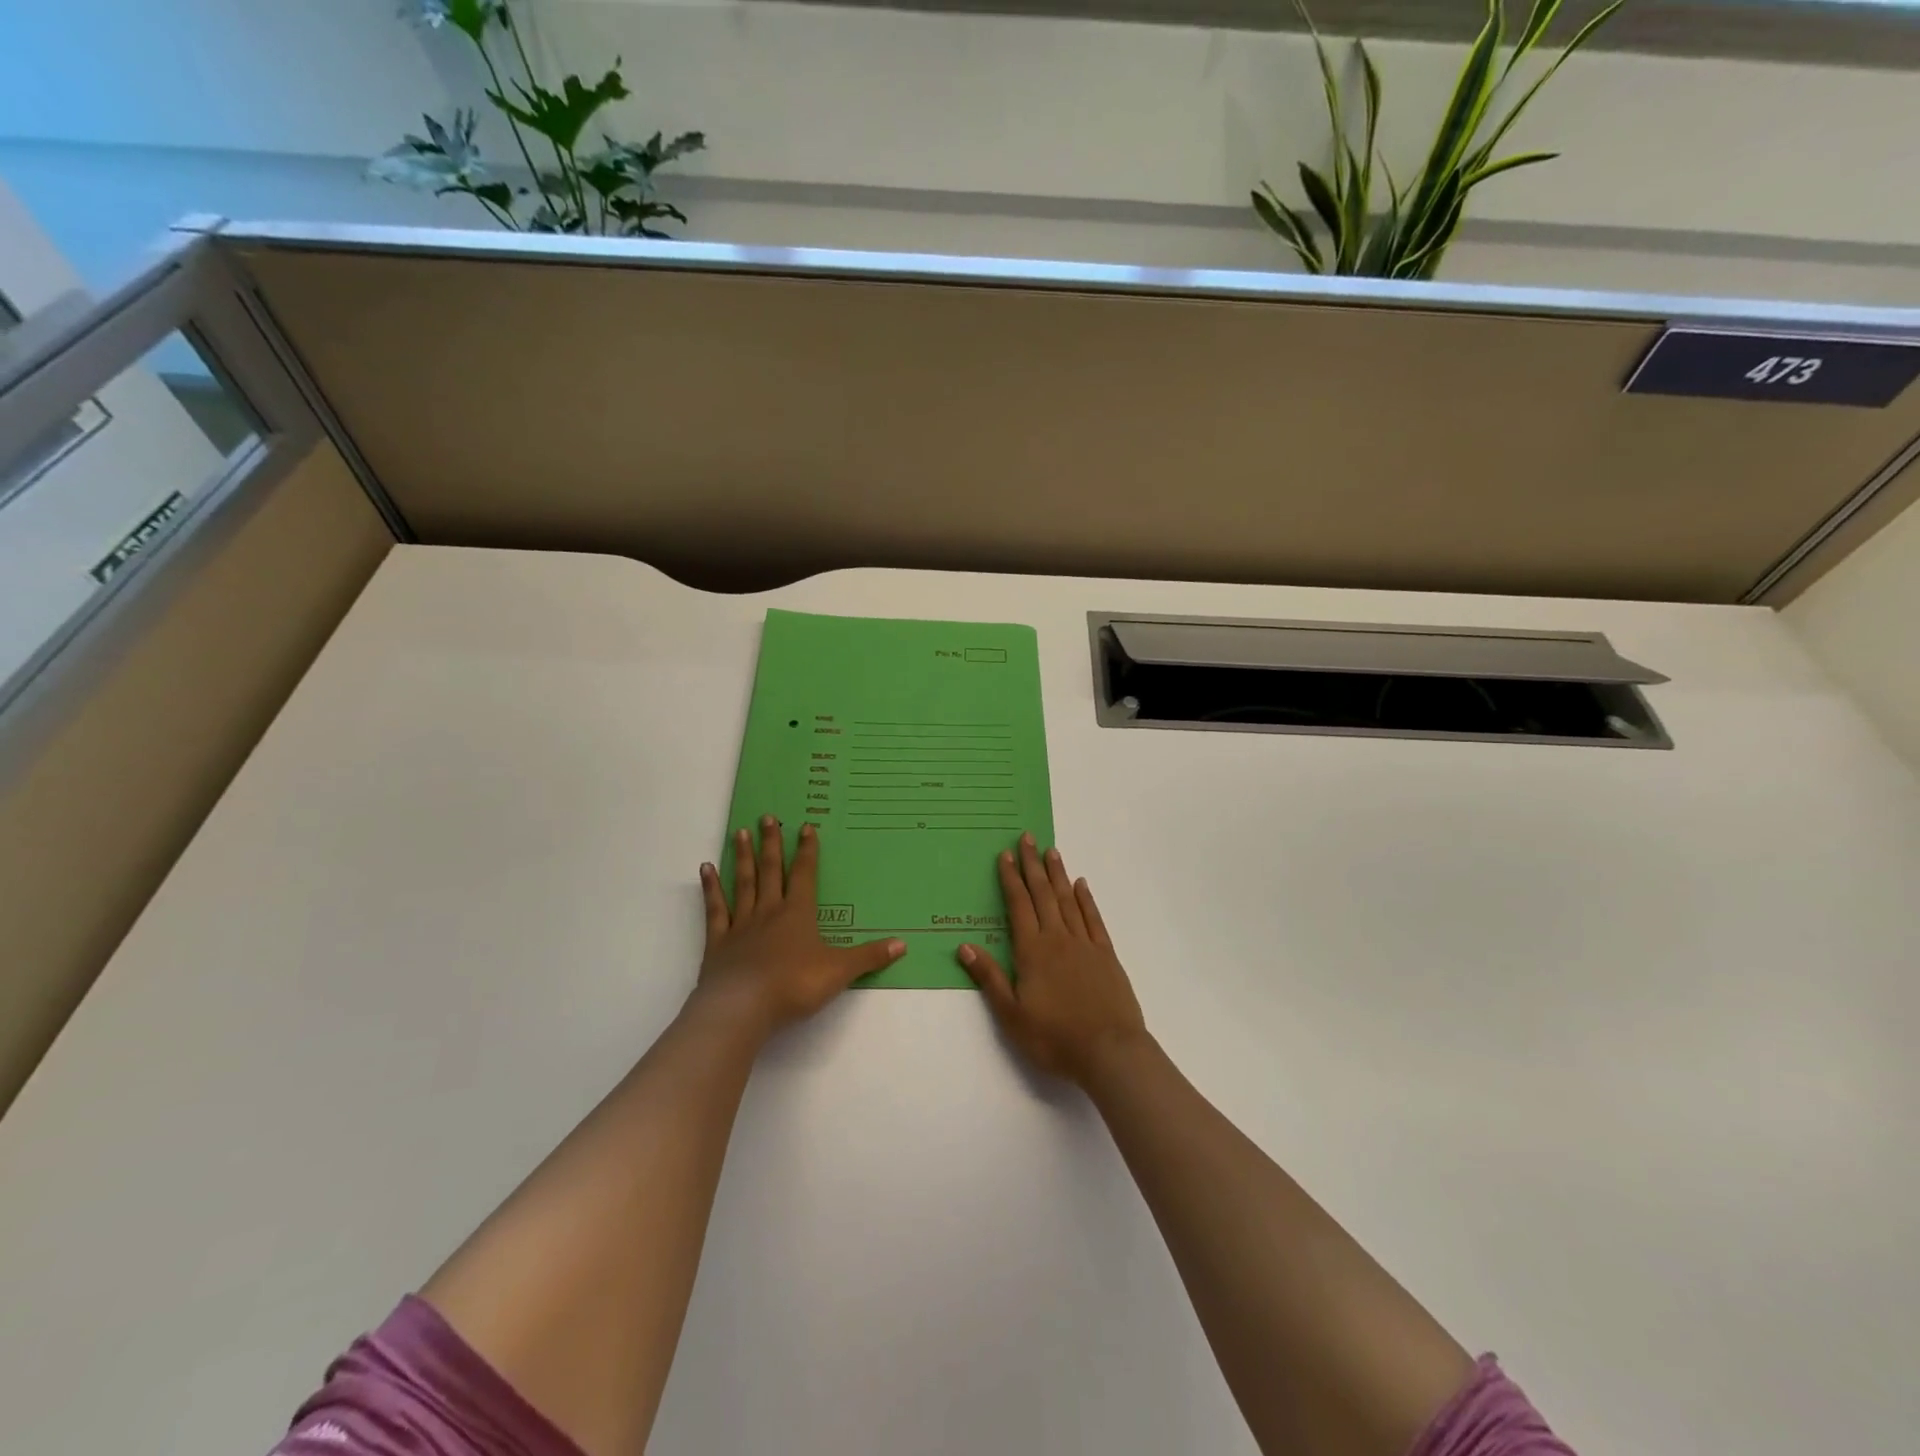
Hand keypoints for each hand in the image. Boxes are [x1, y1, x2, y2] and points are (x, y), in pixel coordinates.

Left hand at [696, 816, 905, 1037]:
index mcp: (798, 914)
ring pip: (743, 883)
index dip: (807, 851)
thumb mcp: (839, 971)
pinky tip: (706, 870)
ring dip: (742, 857)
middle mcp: (769, 911)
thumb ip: (869, 956)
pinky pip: (715, 909)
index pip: (805, 875)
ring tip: (739, 832)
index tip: (805, 826)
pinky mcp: (718, 942)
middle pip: (771, 871)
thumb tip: (903, 943)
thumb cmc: (794, 985)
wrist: (743, 1007)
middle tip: (767, 817)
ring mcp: (741, 925)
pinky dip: (711, 889)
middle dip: (772, 843)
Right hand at [956, 833, 1148, 1086]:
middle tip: (1027, 838)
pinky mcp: (1106, 955)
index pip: (1018, 905)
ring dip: (1058, 874)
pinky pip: (1093, 919)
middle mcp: (1058, 939)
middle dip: (1033, 865)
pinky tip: (1082, 885)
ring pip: (1068, 900)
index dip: (1011, 879)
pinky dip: (1086, 899)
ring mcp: (1085, 944)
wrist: (1110, 1051)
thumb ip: (989, 978)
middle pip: (1043, 894)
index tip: (1006, 855)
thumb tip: (965, 946)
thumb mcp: (1011, 1014)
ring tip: (1051, 851)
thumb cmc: (1054, 1038)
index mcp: (1032, 951)